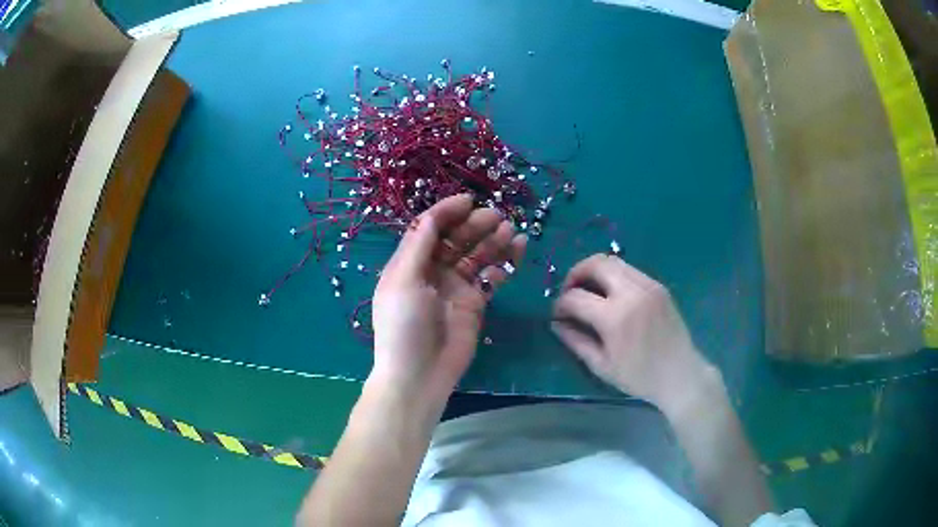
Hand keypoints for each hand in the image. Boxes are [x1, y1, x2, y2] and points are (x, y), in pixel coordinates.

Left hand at [371, 194, 526, 403]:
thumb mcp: (403, 281)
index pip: (429, 228)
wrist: (419, 374)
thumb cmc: (404, 325)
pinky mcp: (474, 303)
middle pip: (456, 239)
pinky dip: (503, 263)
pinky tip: (518, 250)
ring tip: (511, 230)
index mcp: (410, 262)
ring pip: (476, 255)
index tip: (469, 200)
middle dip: (475, 225)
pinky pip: (490, 276)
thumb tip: (431, 216)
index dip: (447, 211)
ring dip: (493, 240)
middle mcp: (432, 270)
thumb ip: (418, 247)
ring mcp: (455, 287)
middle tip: (497, 217)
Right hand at [551, 254, 711, 410]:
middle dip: (575, 273)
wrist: (680, 374)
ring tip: (588, 291)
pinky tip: (611, 295)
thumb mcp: (602, 366)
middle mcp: (632, 293)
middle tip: (569, 292)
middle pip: (596, 264)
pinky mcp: (658, 286)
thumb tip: (556, 324)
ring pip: (613, 261)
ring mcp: (648, 285)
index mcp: (615, 317)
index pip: (576, 297)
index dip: (560, 304)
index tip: (557, 314)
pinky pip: (629, 270)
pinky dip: (613, 276)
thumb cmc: (639, 376)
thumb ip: (576, 341)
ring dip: (594, 271)